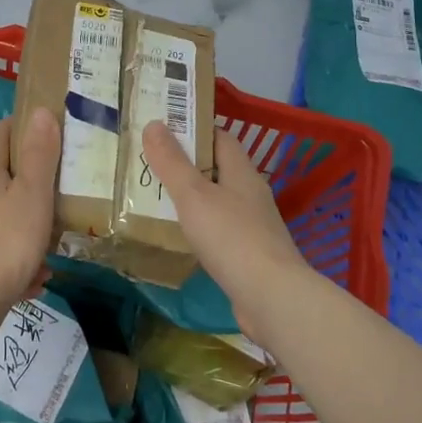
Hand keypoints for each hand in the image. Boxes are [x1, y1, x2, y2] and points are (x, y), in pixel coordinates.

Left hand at [0, 109, 59, 320]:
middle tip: (54, 196)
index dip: (19, 127)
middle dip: (25, 186)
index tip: (41, 126)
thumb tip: (40, 111)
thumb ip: (39, 155)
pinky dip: (12, 263)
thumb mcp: (33, 194)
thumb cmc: (6, 241)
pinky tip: (31, 282)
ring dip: (22, 230)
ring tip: (48, 250)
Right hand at [141, 121, 315, 346]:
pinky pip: (218, 231)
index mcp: (242, 172)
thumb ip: (172, 162)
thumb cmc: (232, 237)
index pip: (220, 137)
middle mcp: (250, 194)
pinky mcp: (248, 255)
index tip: (162, 129)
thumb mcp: (194, 195)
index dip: (193, 129)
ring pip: (216, 201)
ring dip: (190, 198)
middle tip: (149, 162)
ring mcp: (252, 226)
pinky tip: (178, 236)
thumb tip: (154, 124)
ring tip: (155, 197)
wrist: (272, 298)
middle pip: (217, 169)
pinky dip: (198, 228)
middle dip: (186, 164)